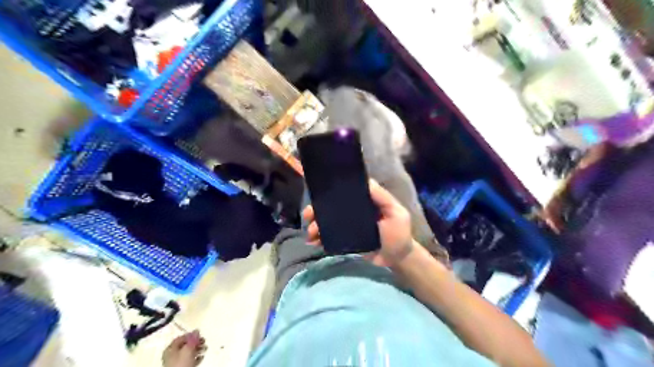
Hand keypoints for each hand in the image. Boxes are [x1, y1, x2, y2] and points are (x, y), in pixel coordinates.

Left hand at [162, 330, 204, 366]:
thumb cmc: (181, 362)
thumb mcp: (188, 348)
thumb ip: (193, 338)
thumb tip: (197, 330)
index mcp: (170, 348)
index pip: (181, 337)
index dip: (191, 334)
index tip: (199, 334)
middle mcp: (172, 354)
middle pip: (186, 344)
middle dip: (196, 342)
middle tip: (204, 341)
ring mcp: (176, 362)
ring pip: (189, 352)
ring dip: (198, 349)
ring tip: (205, 348)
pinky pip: (190, 360)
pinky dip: (196, 357)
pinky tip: (201, 356)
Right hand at [302, 180, 412, 267]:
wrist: (397, 260)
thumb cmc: (399, 234)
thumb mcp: (396, 213)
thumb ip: (383, 198)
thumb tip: (367, 181)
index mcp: (363, 203)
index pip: (345, 194)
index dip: (331, 193)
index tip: (319, 195)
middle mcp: (353, 213)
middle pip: (331, 208)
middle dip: (317, 211)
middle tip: (308, 216)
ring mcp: (347, 228)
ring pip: (327, 223)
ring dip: (316, 226)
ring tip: (311, 234)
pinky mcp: (345, 242)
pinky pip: (329, 238)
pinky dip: (319, 239)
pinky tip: (313, 242)